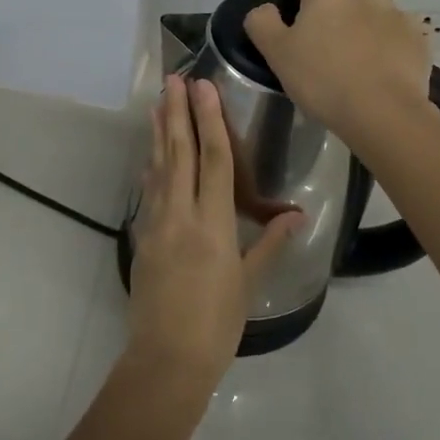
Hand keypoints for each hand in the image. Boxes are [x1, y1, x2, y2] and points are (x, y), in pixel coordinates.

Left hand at [127, 76, 302, 393]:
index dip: (210, 120)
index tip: (203, 87)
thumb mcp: (248, 282)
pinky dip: (151, 167)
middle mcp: (181, 215)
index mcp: (213, 224)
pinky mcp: (142, 238)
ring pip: (159, 167)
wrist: (166, 360)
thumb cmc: (217, 324)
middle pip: (179, 153)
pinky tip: (150, 155)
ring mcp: (156, 225)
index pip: (214, 161)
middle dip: (178, 112)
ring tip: (158, 103)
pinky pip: (149, 193)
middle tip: (173, 79)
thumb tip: (297, 214)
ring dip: (159, 132)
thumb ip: (269, 243)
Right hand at [242, 0, 430, 149]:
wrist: (385, 113)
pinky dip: (385, 43)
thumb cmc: (323, 80)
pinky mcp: (418, 38)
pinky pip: (394, 34)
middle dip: (328, 12)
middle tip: (320, 41)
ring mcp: (396, 14)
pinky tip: (380, 67)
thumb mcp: (276, 54)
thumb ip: (262, 23)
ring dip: (359, 26)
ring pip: (369, 13)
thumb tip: (266, 8)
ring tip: (354, 56)